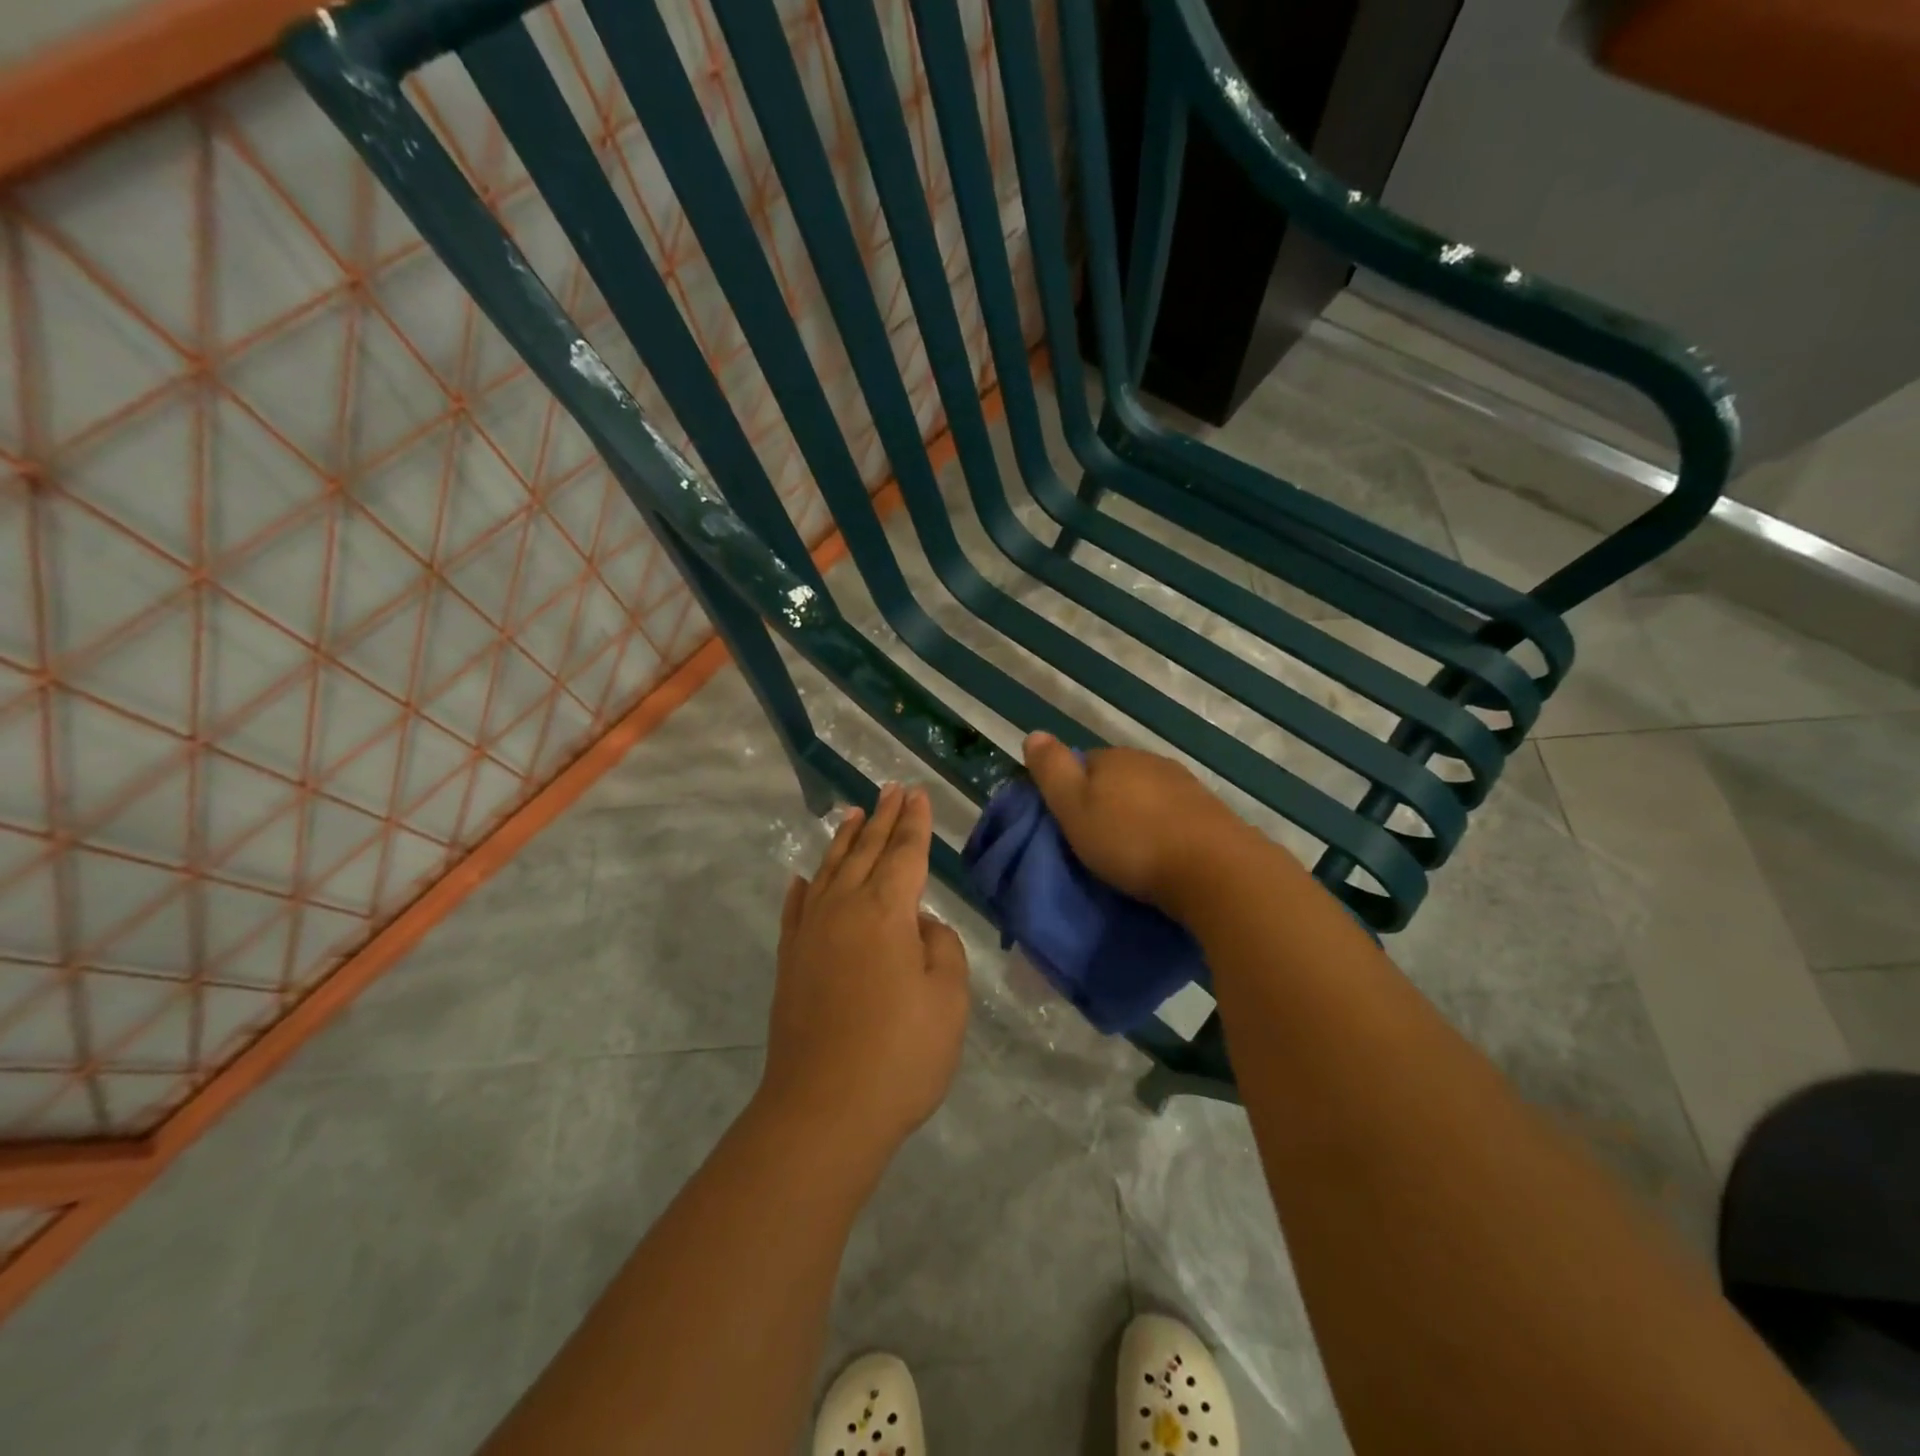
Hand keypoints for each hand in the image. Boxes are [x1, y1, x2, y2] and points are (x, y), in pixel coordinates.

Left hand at [759, 783, 970, 1160]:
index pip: (905, 853)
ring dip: (844, 840)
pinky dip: (802, 887)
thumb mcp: (948, 998)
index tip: (917, 794)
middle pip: (867, 851)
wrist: (824, 1109)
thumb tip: (919, 926)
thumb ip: (941, 948)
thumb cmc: (901, 1054)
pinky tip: (802, 877)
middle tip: (891, 788)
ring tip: (855, 813)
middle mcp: (844, 908)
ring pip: (829, 870)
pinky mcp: (791, 961)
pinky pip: (796, 909)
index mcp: (887, 911)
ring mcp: (811, 933)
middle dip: (883, 818)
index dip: (915, 823)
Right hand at [1022, 732, 1260, 917]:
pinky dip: (1164, 828)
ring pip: (1148, 794)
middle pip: (1117, 777)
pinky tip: (1163, 852)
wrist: (1213, 870)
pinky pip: (1174, 814)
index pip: (1083, 763)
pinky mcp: (1210, 812)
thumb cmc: (1131, 841)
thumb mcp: (1074, 809)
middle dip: (1106, 801)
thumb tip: (1034, 734)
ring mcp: (1184, 785)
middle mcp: (1150, 761)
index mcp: (1114, 758)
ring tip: (1130, 851)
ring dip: (1137, 815)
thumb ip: (1052, 771)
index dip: (1072, 790)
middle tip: (1097, 841)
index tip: (1068, 822)